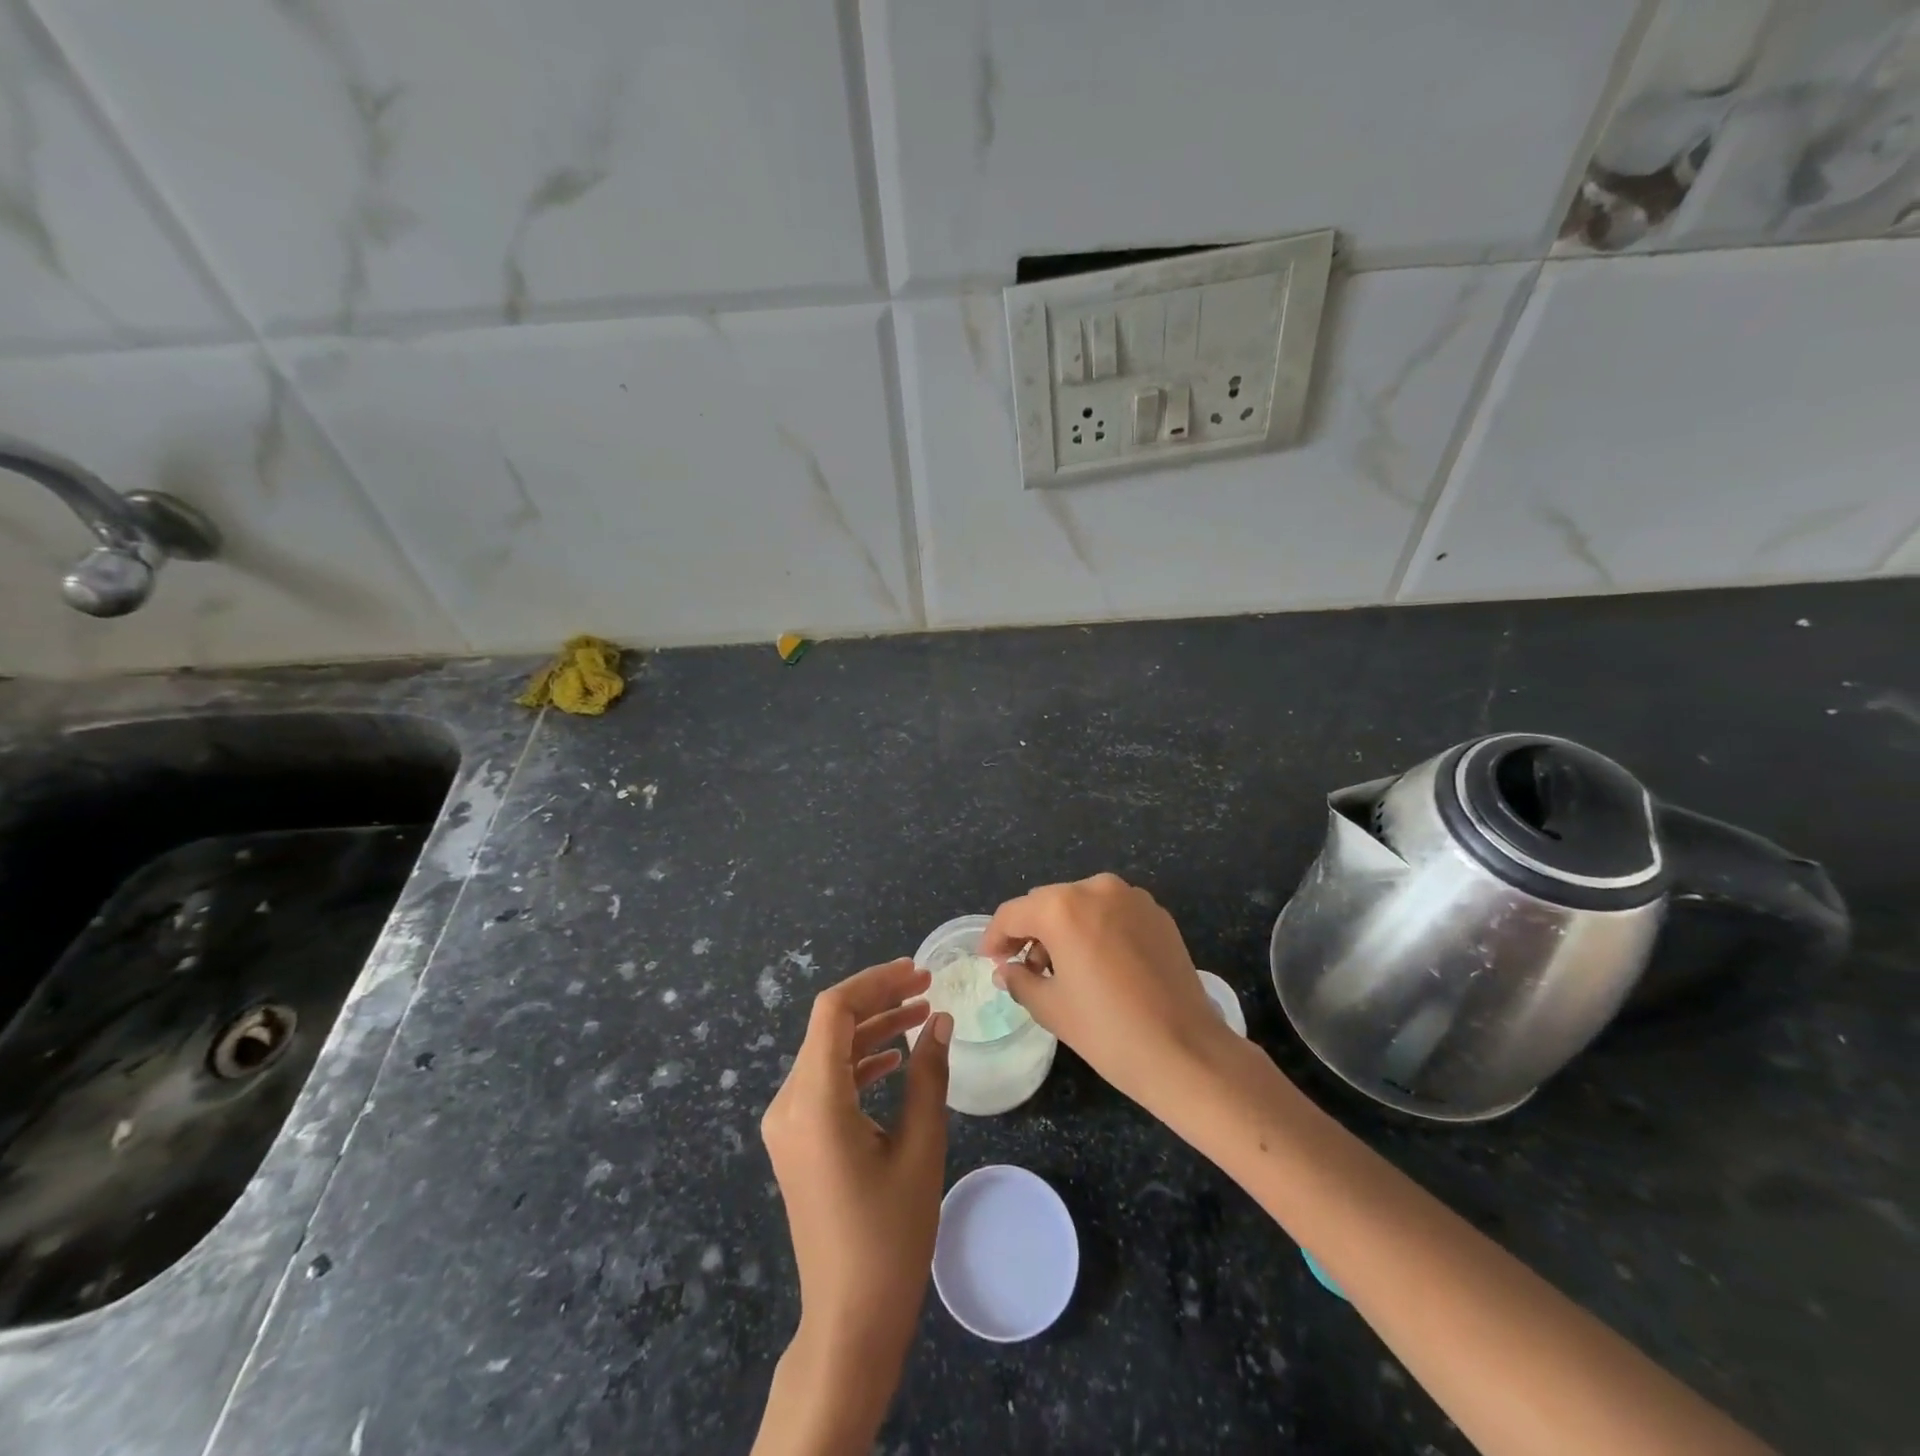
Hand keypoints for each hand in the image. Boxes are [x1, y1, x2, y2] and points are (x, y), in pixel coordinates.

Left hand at [755, 958, 951, 1454]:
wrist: (850, 1319)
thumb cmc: (890, 1236)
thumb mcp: (920, 1148)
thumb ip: (928, 1074)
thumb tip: (940, 1020)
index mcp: (814, 1102)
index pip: (834, 1012)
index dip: (876, 982)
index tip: (918, 972)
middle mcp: (788, 1104)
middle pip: (829, 1027)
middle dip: (879, 1000)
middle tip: (927, 987)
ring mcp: (787, 1124)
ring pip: (828, 1052)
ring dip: (872, 1029)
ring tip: (921, 1014)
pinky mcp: (796, 1140)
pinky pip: (824, 1081)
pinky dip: (859, 1061)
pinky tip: (895, 1058)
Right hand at [982, 873, 1234, 1118]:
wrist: (1186, 1052)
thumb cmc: (1108, 1031)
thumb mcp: (1052, 1008)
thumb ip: (1020, 979)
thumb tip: (1007, 969)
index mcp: (1063, 907)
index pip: (1014, 912)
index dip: (995, 936)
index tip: (990, 960)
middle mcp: (1096, 889)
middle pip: (1048, 903)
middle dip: (1031, 931)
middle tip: (1024, 967)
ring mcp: (1132, 897)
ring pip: (1081, 904)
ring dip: (1065, 928)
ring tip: (1063, 968)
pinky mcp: (1157, 913)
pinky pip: (1112, 912)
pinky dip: (1096, 929)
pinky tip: (1099, 964)